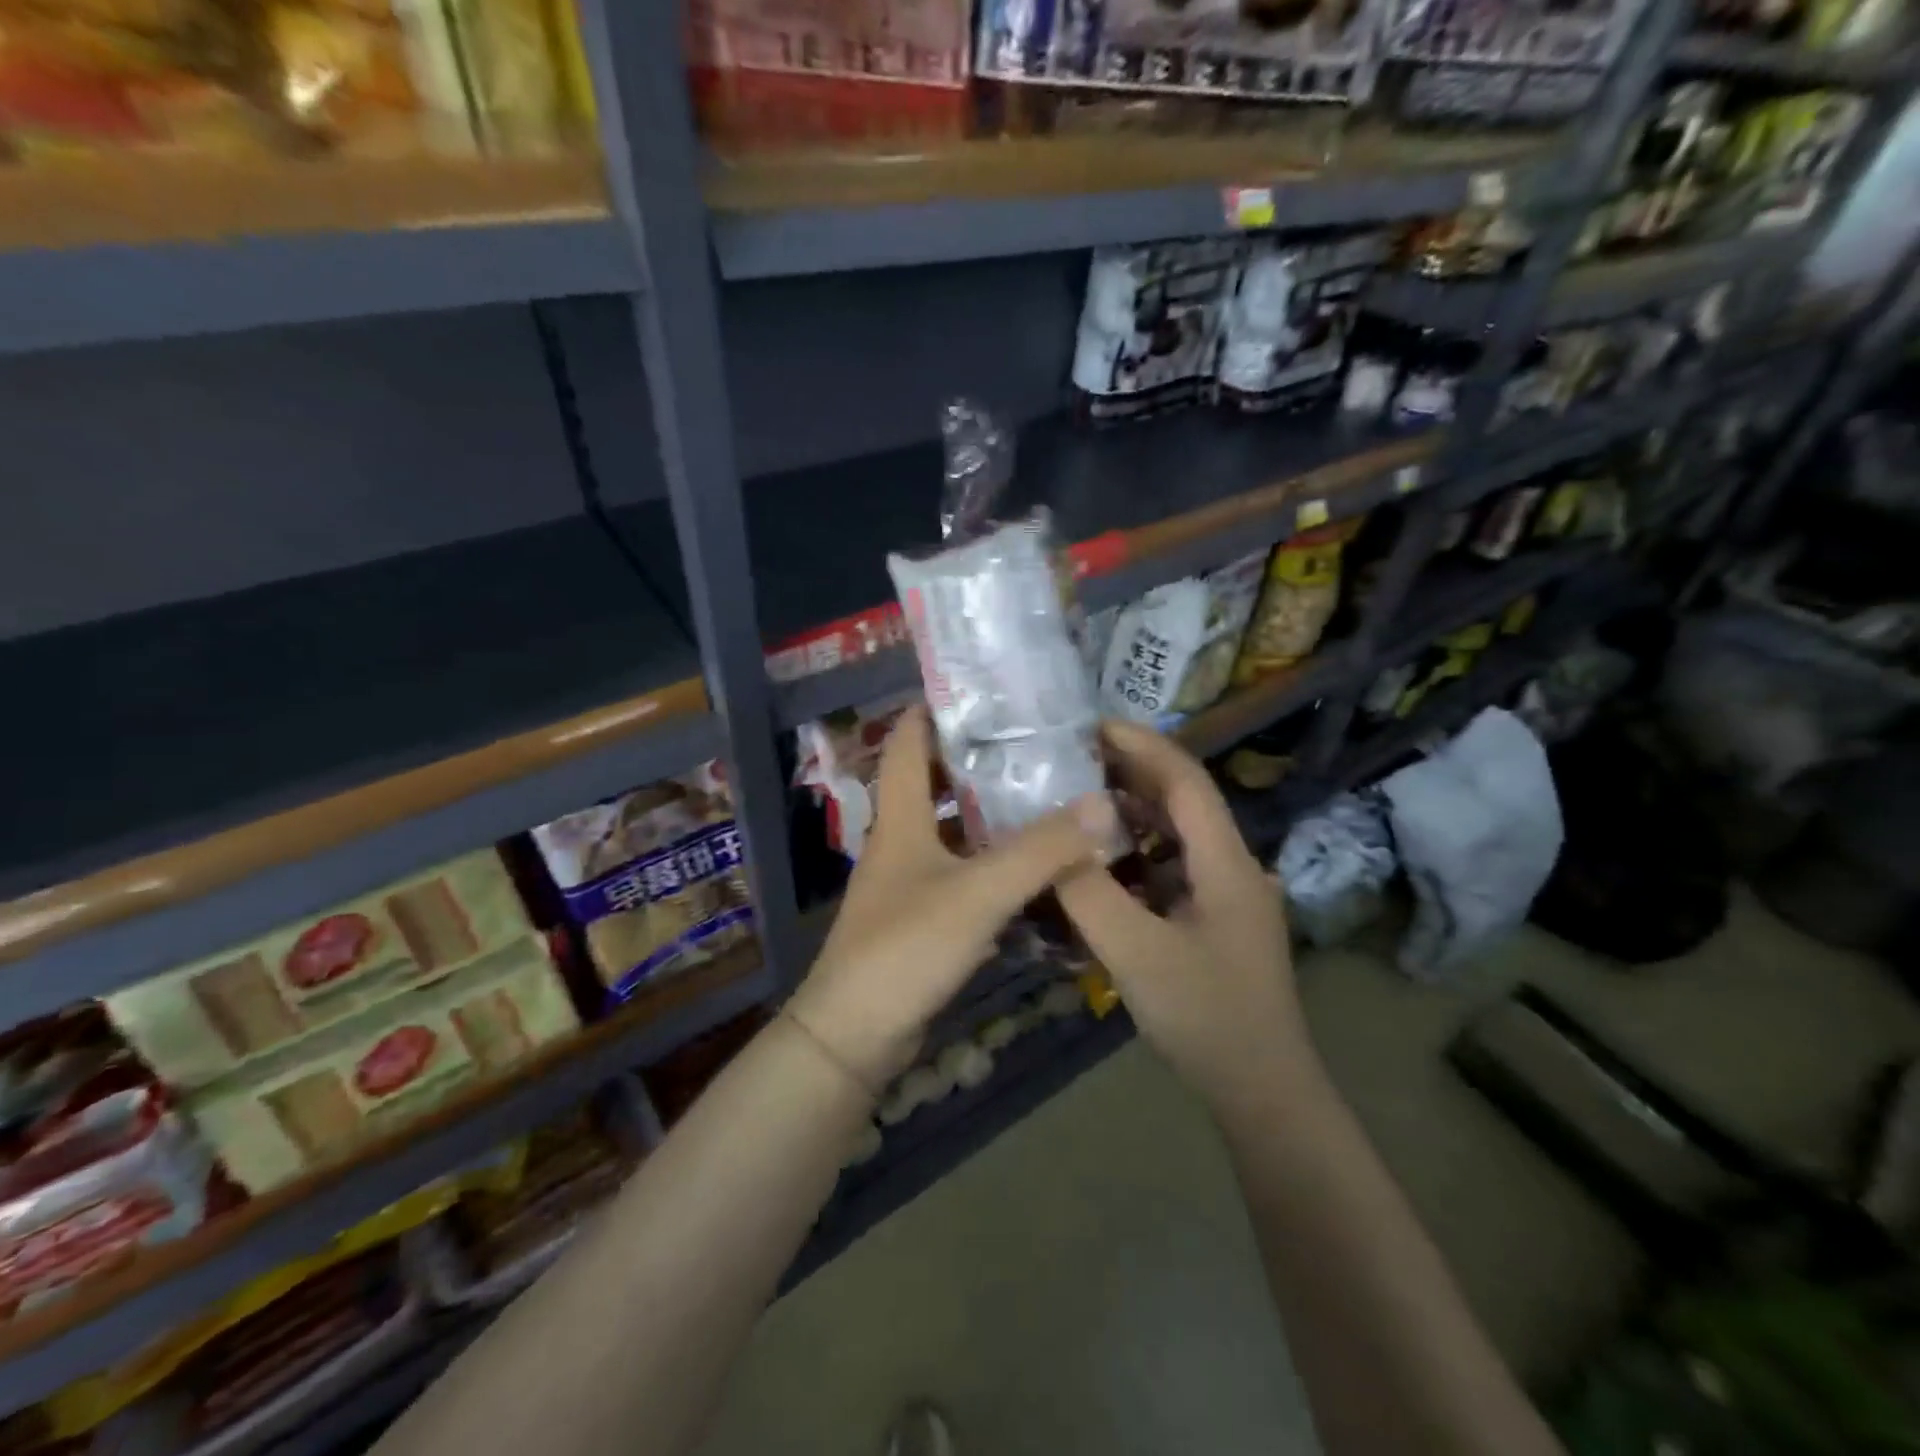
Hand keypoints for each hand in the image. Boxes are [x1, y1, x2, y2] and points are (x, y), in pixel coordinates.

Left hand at [787, 706, 1119, 1093]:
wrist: (854, 1036)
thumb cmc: (905, 948)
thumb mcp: (977, 892)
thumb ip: (1040, 849)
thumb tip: (1102, 803)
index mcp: (900, 815)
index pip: (908, 739)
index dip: (938, 707)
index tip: (988, 690)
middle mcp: (902, 838)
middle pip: (937, 780)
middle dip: (981, 758)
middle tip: (1039, 743)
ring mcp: (911, 879)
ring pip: (956, 829)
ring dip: (994, 812)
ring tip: (1049, 794)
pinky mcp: (923, 916)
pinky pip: (965, 873)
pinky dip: (996, 861)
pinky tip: (1037, 864)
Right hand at [1056, 721, 1313, 1114]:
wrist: (1264, 1092)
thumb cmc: (1207, 1018)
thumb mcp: (1137, 954)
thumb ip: (1089, 893)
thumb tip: (1051, 842)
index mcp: (1226, 863)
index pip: (1185, 781)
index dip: (1141, 745)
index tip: (1091, 725)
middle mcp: (1233, 867)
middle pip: (1182, 801)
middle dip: (1129, 773)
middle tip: (1070, 760)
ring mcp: (1228, 895)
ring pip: (1176, 836)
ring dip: (1131, 815)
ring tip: (1078, 802)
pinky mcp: (1216, 920)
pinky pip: (1172, 870)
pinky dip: (1136, 856)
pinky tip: (1101, 865)